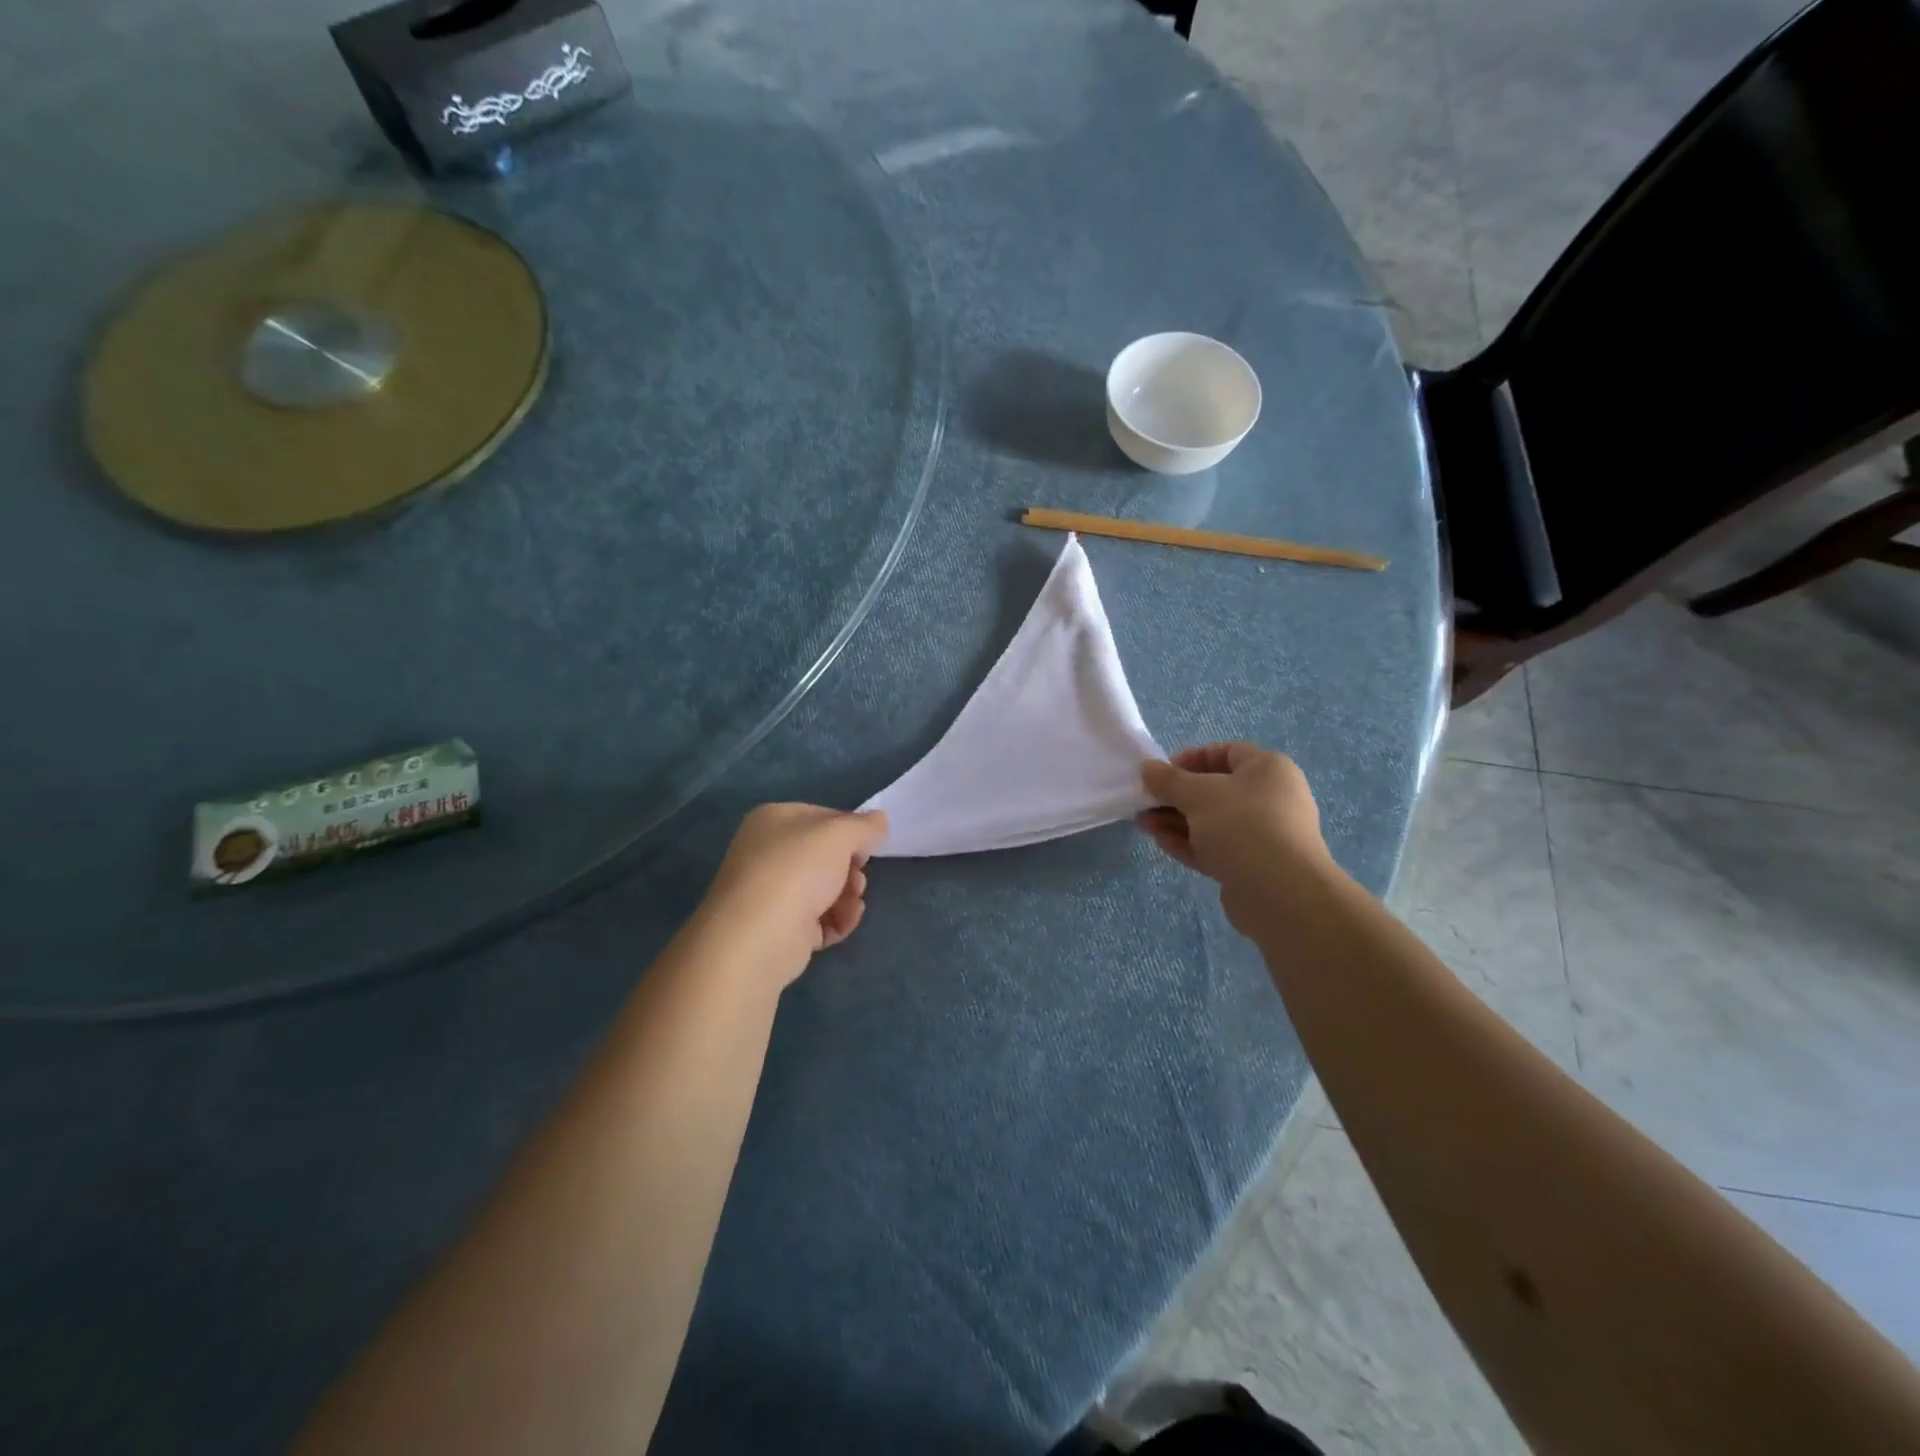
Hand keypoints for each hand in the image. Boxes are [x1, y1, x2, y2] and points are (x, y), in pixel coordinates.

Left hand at [699, 804, 888, 986]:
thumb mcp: (839, 835)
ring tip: (854, 903)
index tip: (871, 845)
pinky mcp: (781, 929)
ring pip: (824, 889)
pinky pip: (818, 919)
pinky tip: (846, 922)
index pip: (822, 817)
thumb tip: (880, 821)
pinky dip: (837, 920)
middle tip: (860, 877)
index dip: (851, 830)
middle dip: (850, 867)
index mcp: (773, 820)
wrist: (759, 936)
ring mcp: (772, 893)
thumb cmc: (797, 870)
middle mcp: (767, 853)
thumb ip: (865, 825)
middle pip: (824, 856)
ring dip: (848, 895)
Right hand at [1139, 744, 1328, 928]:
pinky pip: (1215, 847)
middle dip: (1176, 796)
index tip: (1161, 773)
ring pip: (1211, 822)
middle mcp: (1270, 799)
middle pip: (1215, 790)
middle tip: (1146, 803)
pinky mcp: (1251, 866)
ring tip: (1144, 824)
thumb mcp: (1197, 794)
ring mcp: (1262, 835)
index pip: (1226, 753)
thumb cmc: (1242, 825)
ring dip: (1176, 821)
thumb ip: (1168, 780)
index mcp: (1268, 770)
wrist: (1280, 894)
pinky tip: (1160, 842)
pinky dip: (1188, 843)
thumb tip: (1148, 768)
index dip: (1191, 759)